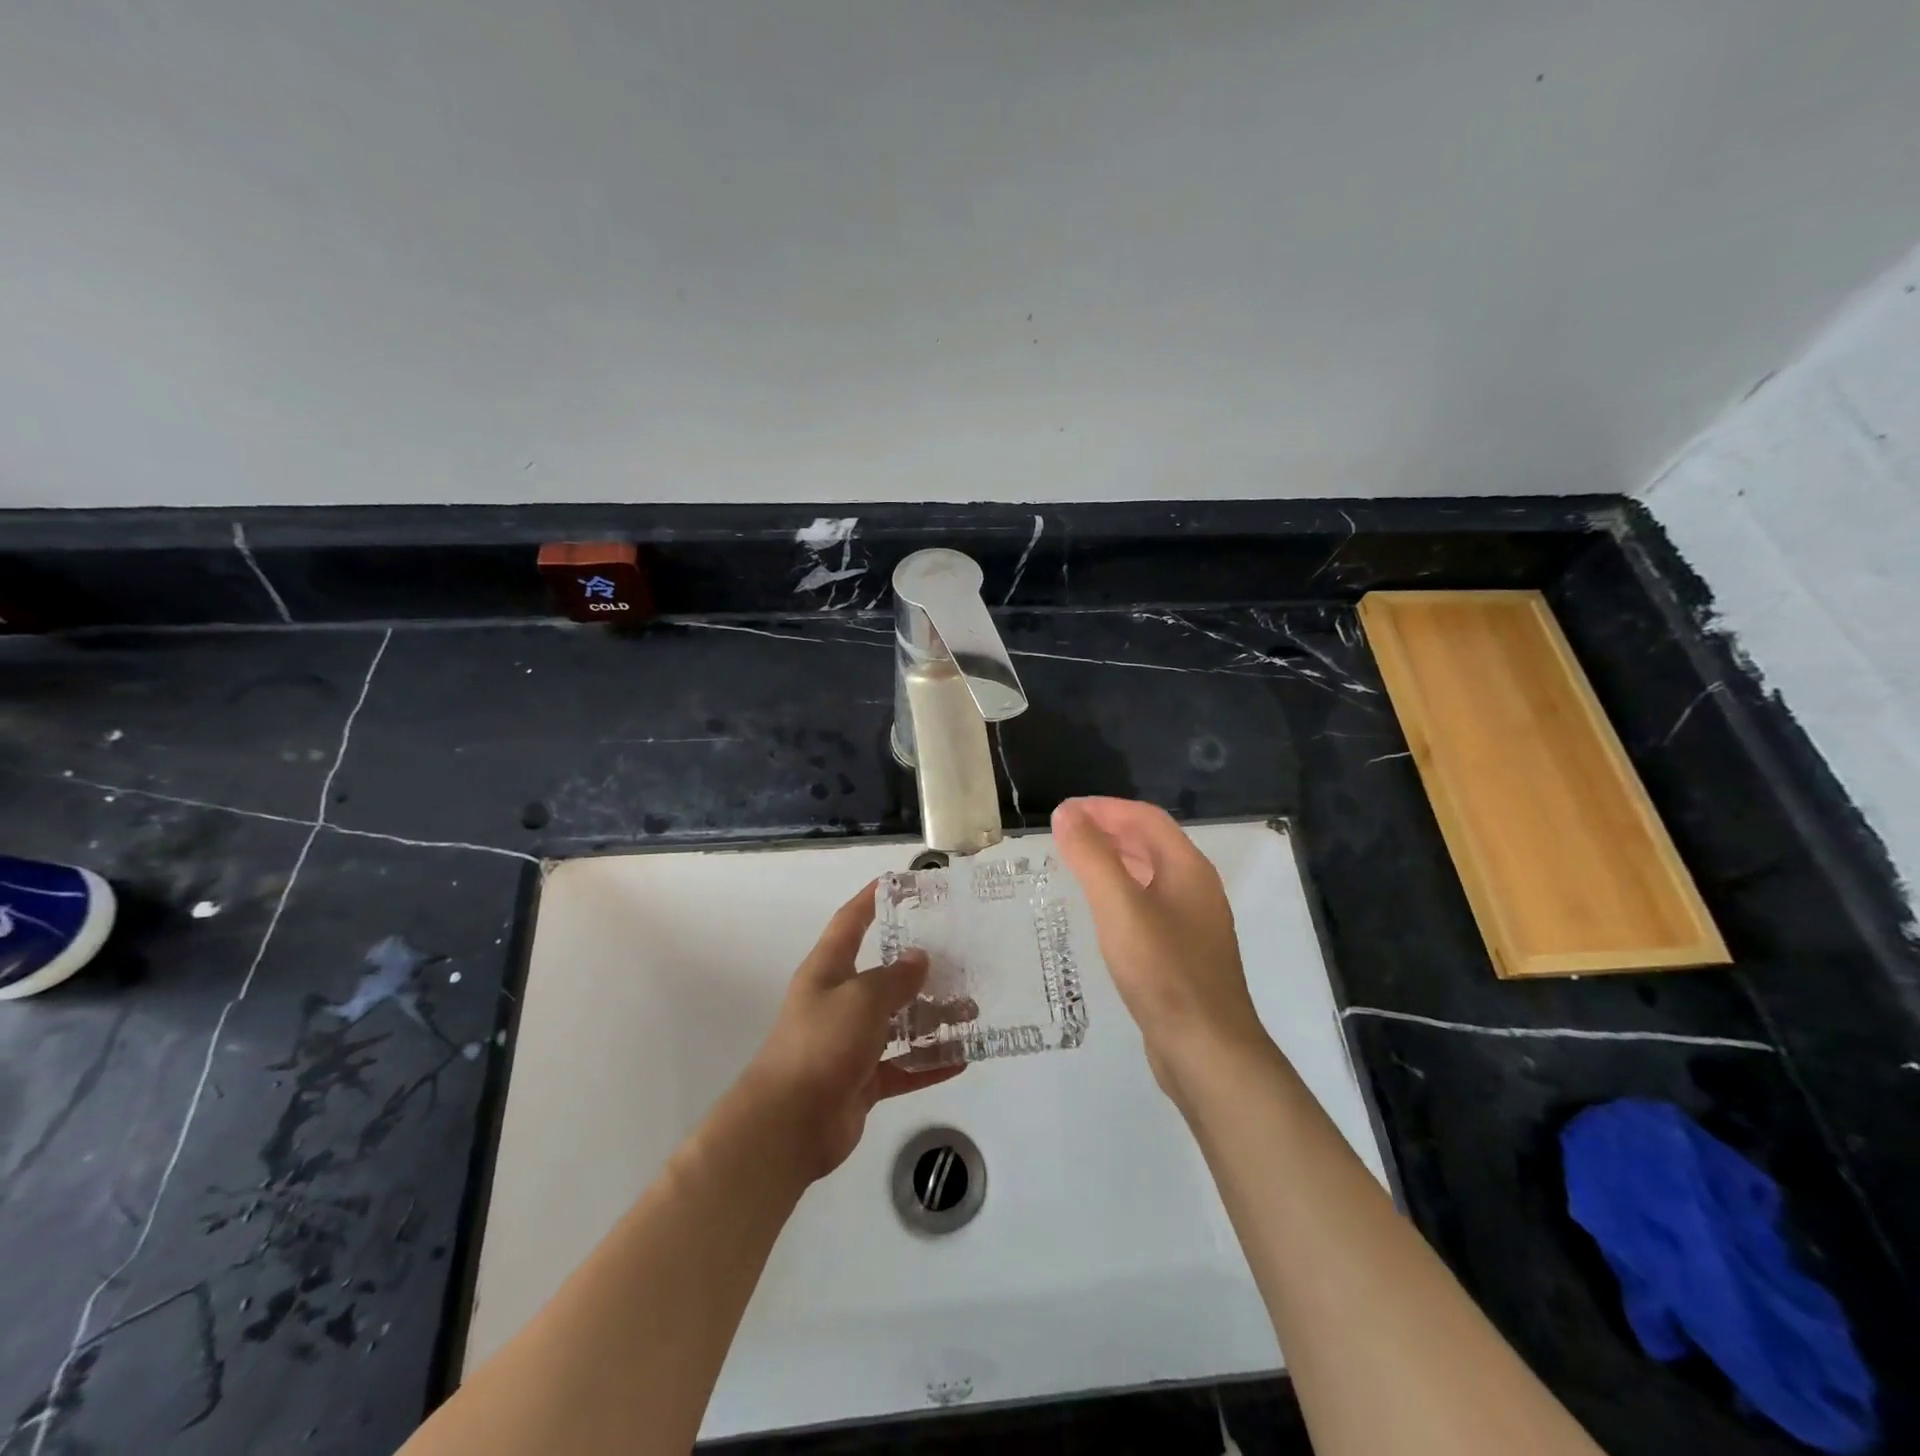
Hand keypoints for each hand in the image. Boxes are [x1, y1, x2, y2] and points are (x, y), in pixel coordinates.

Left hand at [738, 881, 962, 1181]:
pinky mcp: (861, 1081)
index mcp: (828, 971)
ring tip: (971, 1011)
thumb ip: (894, 977)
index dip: (871, 899)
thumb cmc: (821, 1045)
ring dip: (931, 1018)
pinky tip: (962, 1059)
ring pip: (897, 1022)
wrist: (788, 1124)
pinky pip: (901, 1066)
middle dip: (918, 968)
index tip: (898, 883)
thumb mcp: (862, 999)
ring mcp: (849, 1043)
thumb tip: (918, 958)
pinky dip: (928, 1063)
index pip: (850, 922)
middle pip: (882, 975)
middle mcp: (838, 1001)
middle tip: (959, 959)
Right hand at [1051, 797, 1271, 1102]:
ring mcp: (1194, 923)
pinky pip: (1149, 905)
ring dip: (1114, 860)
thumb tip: (1067, 813)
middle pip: (1150, 842)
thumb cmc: (1162, 971)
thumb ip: (1092, 856)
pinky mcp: (1184, 953)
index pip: (1145, 818)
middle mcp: (1196, 888)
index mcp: (1188, 868)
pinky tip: (1100, 912)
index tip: (1064, 812)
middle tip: (1064, 834)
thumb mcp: (1119, 907)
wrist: (1207, 1050)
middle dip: (1108, 830)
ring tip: (1075, 864)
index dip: (1104, 808)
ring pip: (1150, 875)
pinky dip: (1121, 892)